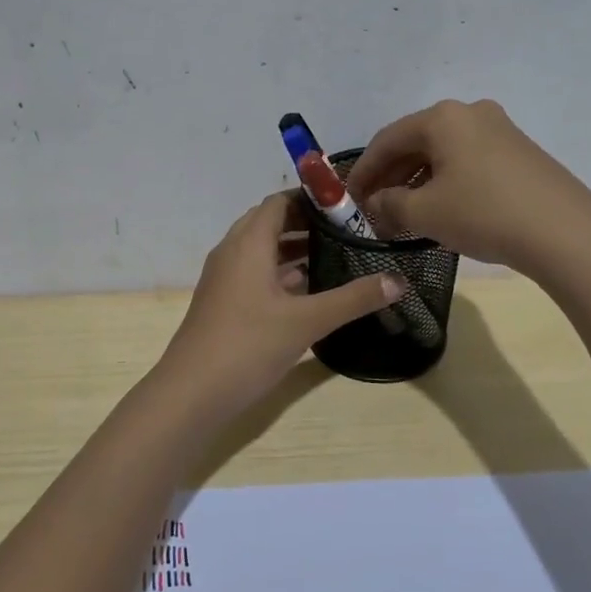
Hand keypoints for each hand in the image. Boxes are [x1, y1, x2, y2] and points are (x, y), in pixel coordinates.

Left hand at [155, 193, 405, 421]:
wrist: (191, 392)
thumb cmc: (248, 345)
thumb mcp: (307, 321)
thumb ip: (353, 299)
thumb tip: (399, 280)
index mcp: (248, 243)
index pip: (279, 202)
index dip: (311, 198)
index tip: (347, 205)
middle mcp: (232, 252)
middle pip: (269, 222)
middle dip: (306, 222)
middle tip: (346, 230)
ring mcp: (223, 278)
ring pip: (260, 250)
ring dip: (292, 248)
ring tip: (334, 255)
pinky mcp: (222, 302)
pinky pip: (253, 273)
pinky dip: (279, 272)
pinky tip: (306, 290)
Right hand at [346, 99, 590, 273]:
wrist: (566, 233)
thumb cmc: (484, 213)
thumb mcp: (424, 213)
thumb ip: (388, 206)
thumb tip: (375, 204)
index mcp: (442, 118)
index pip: (386, 140)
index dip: (362, 171)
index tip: (346, 199)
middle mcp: (470, 113)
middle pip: (415, 143)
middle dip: (389, 177)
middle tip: (372, 208)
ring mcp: (500, 130)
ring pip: (442, 154)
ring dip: (416, 182)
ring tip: (402, 214)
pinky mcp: (519, 153)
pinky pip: (467, 162)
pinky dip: (445, 183)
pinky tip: (440, 209)